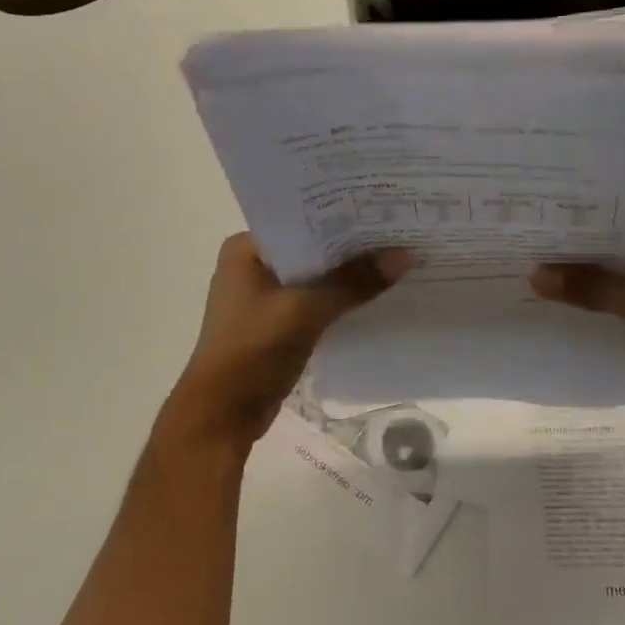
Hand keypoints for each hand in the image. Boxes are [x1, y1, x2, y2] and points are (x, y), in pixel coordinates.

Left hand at [165, 235, 411, 454]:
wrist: (221, 417)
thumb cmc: (253, 351)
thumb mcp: (305, 311)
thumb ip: (353, 282)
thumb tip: (403, 255)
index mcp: (246, 249)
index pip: (301, 219)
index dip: (342, 214)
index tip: (383, 207)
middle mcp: (253, 265)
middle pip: (312, 248)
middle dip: (351, 245)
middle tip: (398, 230)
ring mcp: (263, 297)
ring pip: (316, 277)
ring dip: (348, 274)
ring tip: (397, 258)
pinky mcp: (276, 324)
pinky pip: (315, 302)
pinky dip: (340, 300)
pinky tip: (376, 296)